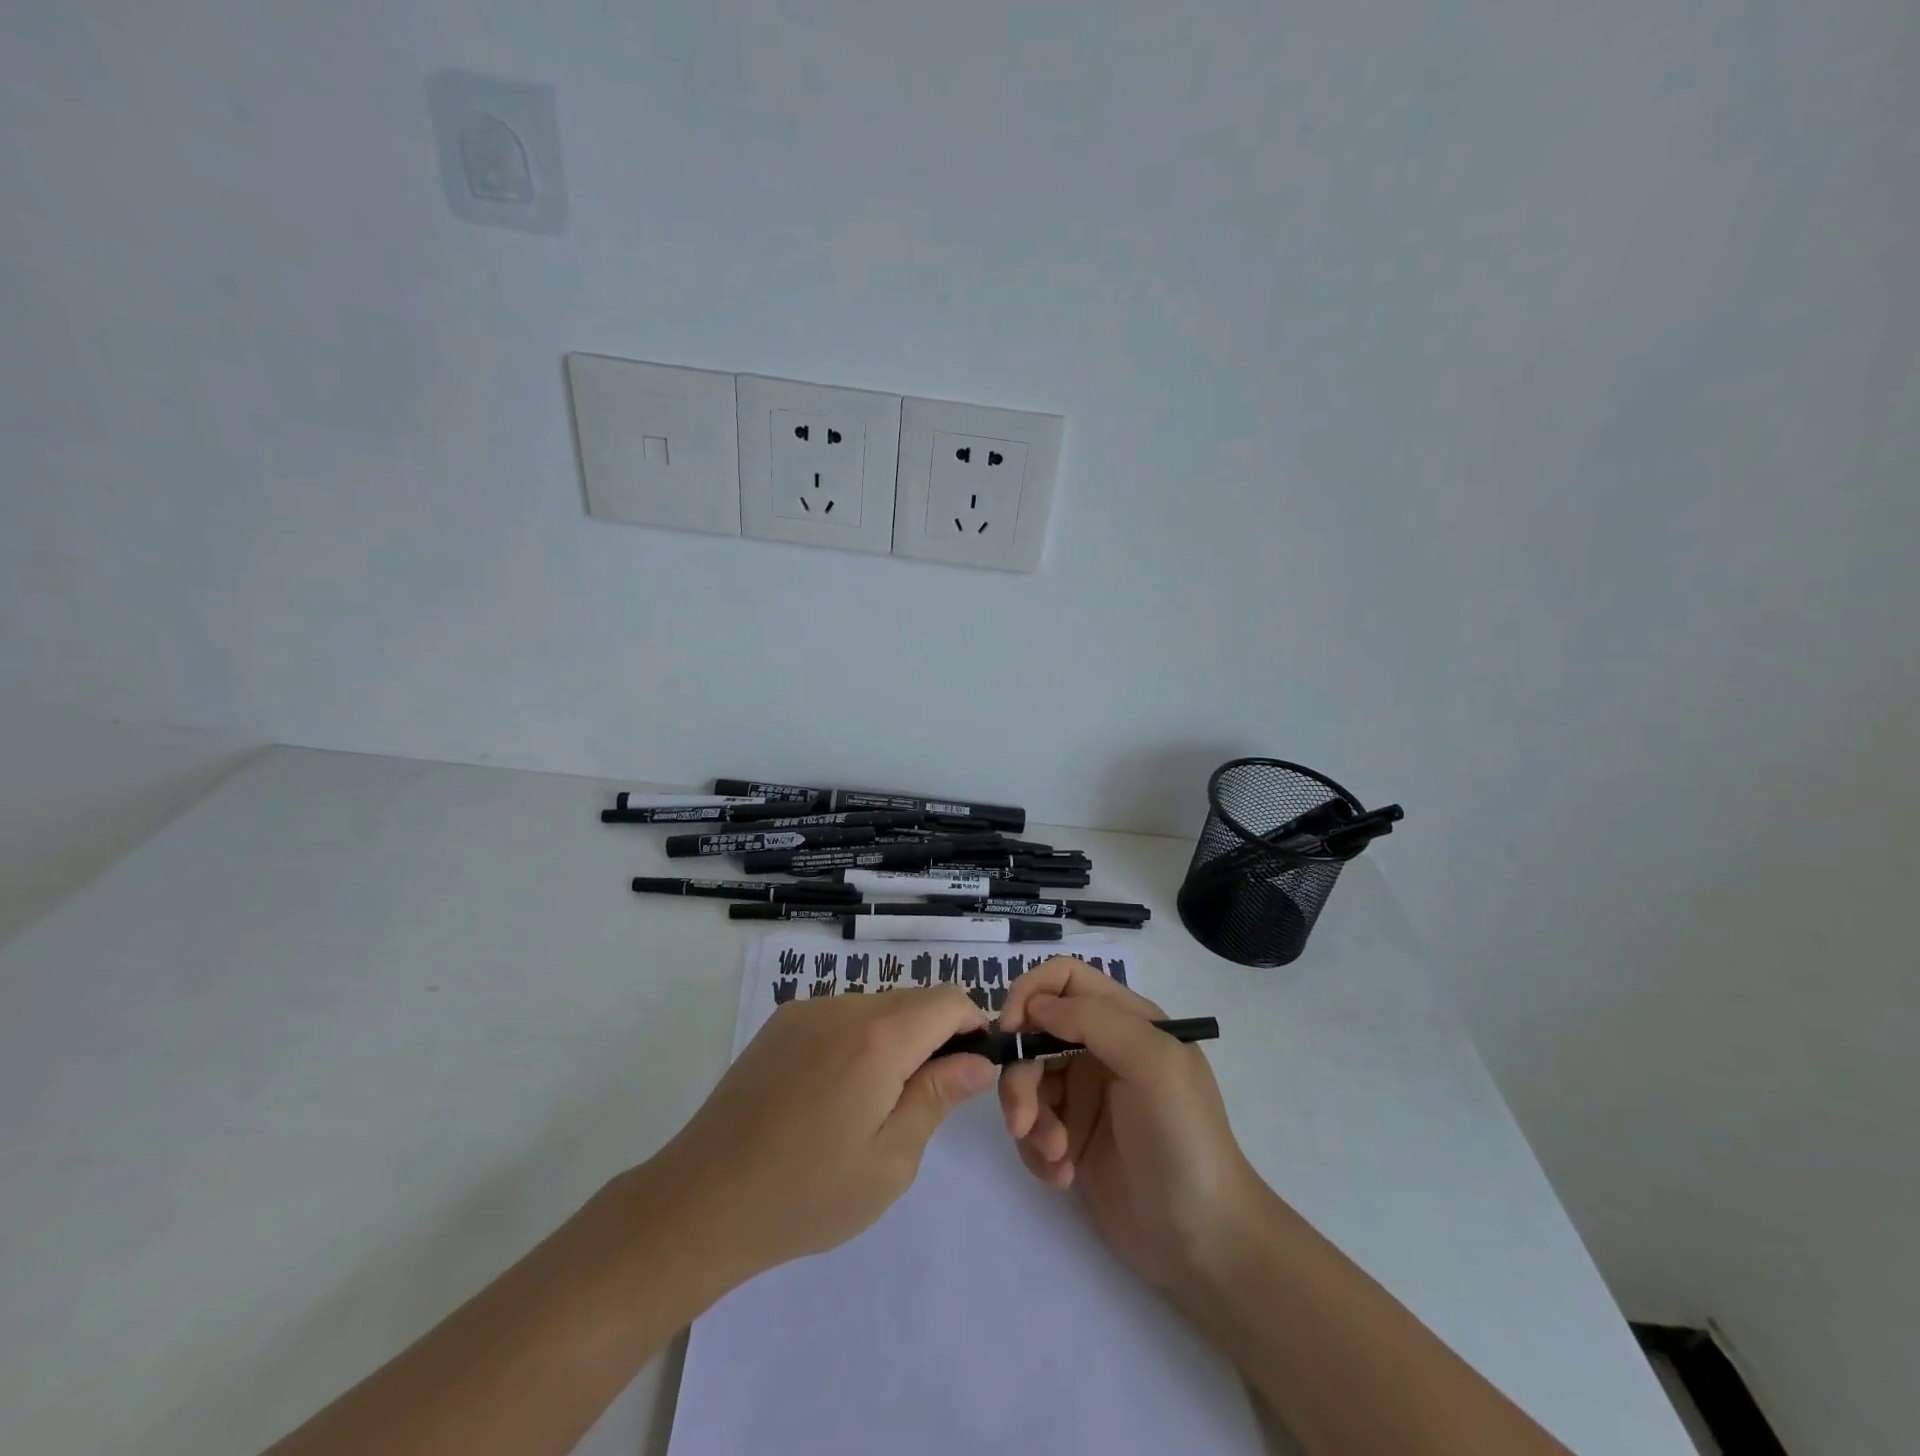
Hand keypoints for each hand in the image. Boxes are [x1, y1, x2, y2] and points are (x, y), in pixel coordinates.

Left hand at [649, 988, 993, 1283]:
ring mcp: (807, 1010)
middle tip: (921, 1101)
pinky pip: (841, 1016)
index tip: (969, 1072)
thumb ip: (938, 1098)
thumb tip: (977, 1060)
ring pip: (877, 1006)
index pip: (949, 999)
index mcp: (879, 1038)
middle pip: (914, 1000)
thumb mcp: (890, 1161)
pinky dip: (858, 1040)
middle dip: (934, 1037)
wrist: (700, 1202)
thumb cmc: (806, 1194)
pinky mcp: (780, 1023)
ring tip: (870, 1105)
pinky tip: (832, 1095)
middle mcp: (844, 1007)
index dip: (972, 1026)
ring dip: (894, 1039)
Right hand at [997, 957, 1264, 1293]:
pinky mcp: (1071, 1139)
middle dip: (1020, 1074)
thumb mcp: (1153, 1064)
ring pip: (1026, 1080)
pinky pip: (1031, 1126)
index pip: (1063, 978)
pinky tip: (1063, 1176)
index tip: (1011, 1031)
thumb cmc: (1184, 1140)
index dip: (1030, 993)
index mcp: (1125, 1020)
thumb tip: (1035, 1005)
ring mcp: (1084, 1096)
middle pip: (1034, 1033)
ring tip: (1055, 1157)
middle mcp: (1100, 1049)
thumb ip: (1094, 1020)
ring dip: (1028, 1117)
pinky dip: (1036, 1149)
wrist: (1205, 1244)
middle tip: (1022, 1120)